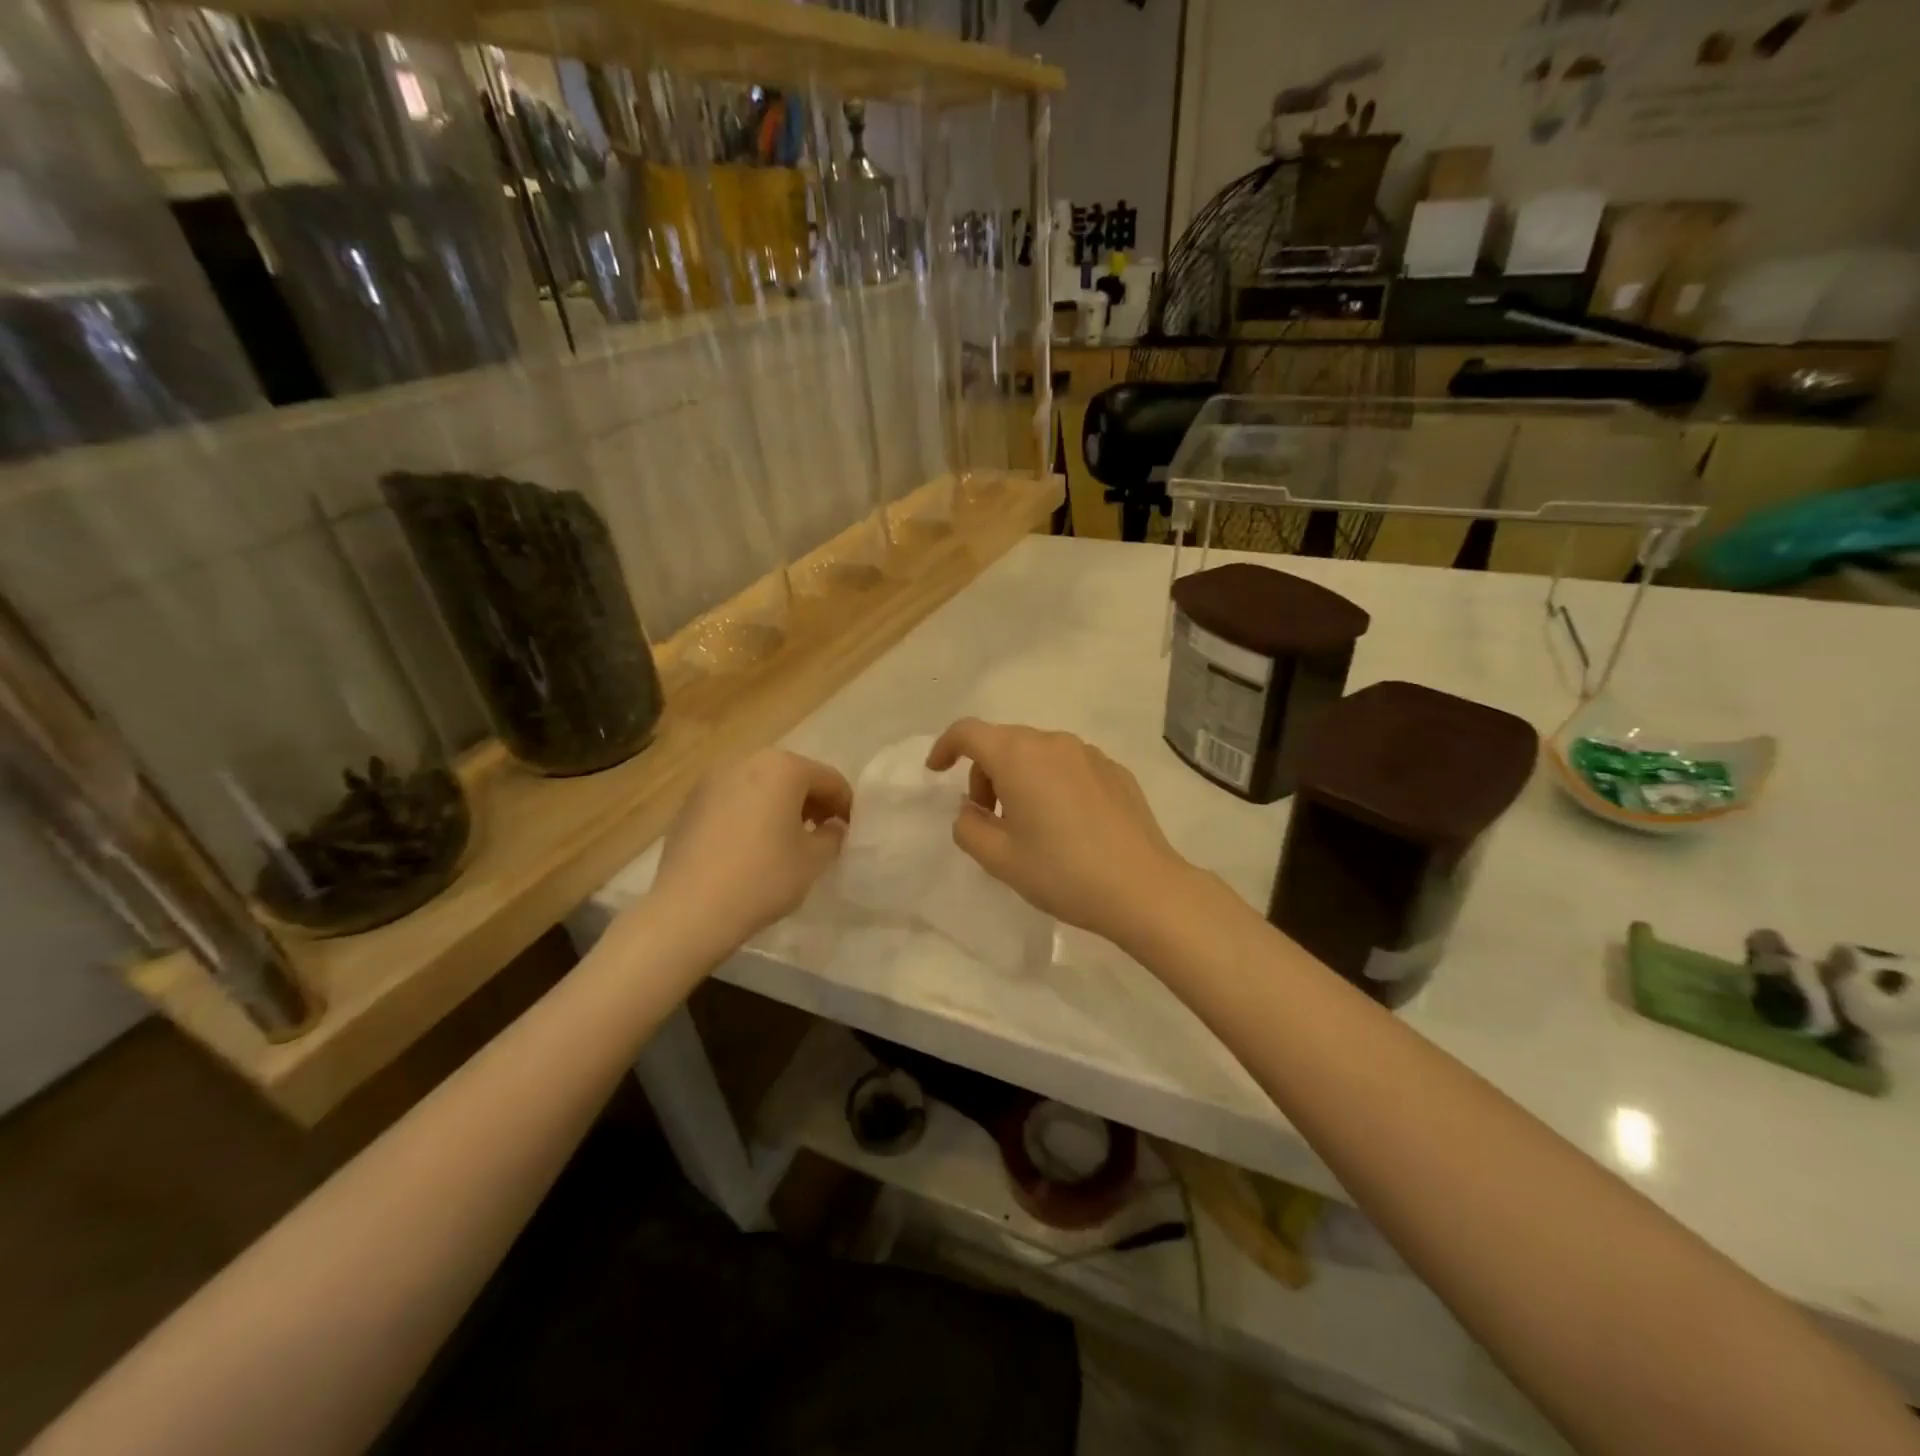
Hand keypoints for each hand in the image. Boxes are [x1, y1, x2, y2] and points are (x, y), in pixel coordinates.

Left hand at [651, 750, 852, 948]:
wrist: (689, 910)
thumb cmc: (763, 878)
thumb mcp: (813, 860)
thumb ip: (832, 836)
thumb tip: (832, 826)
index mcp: (784, 767)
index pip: (829, 779)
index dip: (845, 805)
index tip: (850, 831)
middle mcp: (747, 761)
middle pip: (792, 775)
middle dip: (811, 801)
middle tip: (820, 832)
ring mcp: (712, 780)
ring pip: (760, 785)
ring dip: (779, 805)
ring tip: (785, 839)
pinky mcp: (689, 803)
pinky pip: (733, 800)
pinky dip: (749, 813)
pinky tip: (750, 846)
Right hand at [926, 719, 1191, 945]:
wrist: (1144, 889)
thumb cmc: (1063, 872)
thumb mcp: (1000, 859)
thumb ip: (968, 828)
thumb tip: (970, 811)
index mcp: (1019, 756)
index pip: (969, 732)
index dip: (945, 747)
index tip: (936, 772)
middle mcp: (1054, 743)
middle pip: (1004, 742)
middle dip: (984, 773)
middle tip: (987, 819)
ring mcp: (1090, 754)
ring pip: (1038, 753)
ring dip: (1019, 778)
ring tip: (1028, 825)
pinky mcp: (1115, 771)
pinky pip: (1069, 766)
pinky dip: (1052, 783)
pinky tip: (1067, 825)